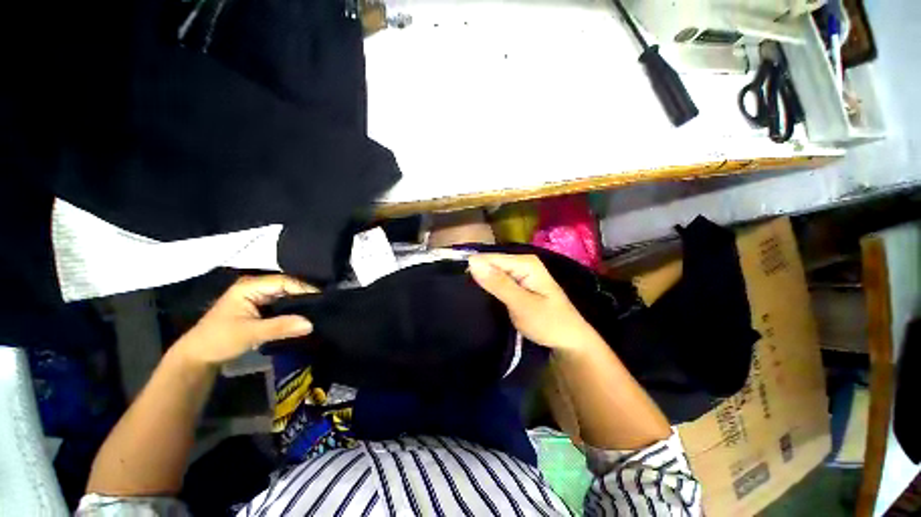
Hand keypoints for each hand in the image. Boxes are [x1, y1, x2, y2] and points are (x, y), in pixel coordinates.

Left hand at [173, 275, 316, 366]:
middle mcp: (256, 286)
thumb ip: (280, 327)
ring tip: (322, 307)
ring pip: (287, 294)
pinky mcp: (261, 306)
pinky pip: (284, 303)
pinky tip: (307, 312)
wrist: (199, 356)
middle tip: (327, 302)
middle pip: (288, 285)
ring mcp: (259, 296)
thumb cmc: (219, 340)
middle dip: (306, 293)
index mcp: (250, 286)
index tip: (325, 298)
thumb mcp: (250, 333)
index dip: (305, 288)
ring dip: (302, 301)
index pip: (285, 281)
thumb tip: (311, 323)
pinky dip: (295, 307)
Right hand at [468, 254, 598, 350]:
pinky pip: (497, 281)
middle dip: (477, 275)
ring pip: (493, 272)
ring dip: (481, 282)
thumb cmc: (549, 323)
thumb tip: (472, 262)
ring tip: (465, 295)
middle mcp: (522, 262)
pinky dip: (488, 288)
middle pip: (491, 263)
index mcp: (525, 262)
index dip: (473, 268)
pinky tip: (479, 296)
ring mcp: (520, 273)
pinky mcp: (518, 284)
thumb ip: (498, 283)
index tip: (456, 283)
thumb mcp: (522, 304)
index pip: (489, 257)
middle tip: (461, 293)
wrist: (569, 341)